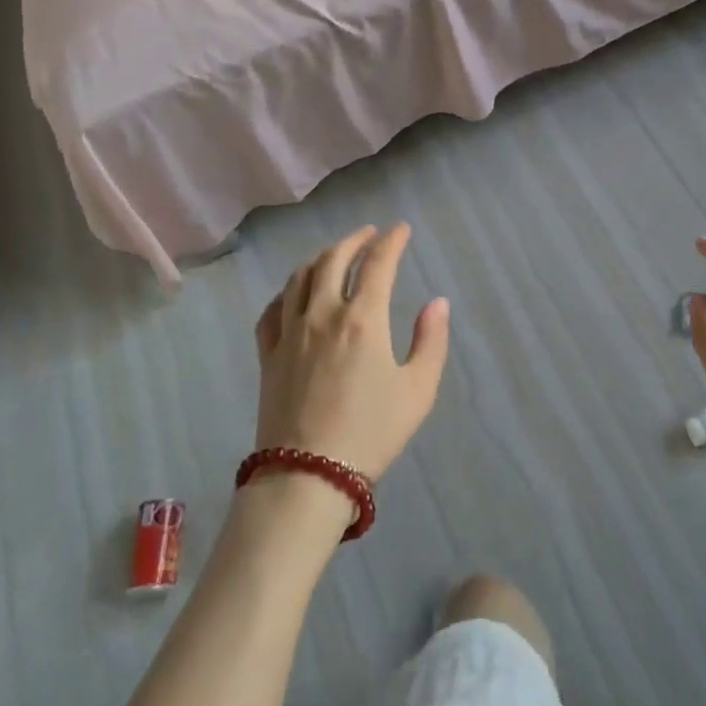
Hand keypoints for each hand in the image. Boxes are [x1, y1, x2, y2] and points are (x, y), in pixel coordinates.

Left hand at [254, 224, 450, 482]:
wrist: (308, 477)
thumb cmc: (371, 433)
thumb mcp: (418, 390)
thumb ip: (430, 341)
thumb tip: (437, 302)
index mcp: (362, 319)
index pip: (377, 263)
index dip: (391, 241)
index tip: (401, 229)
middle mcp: (322, 314)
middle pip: (333, 259)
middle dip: (354, 239)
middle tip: (369, 233)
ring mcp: (290, 333)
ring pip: (299, 277)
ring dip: (320, 257)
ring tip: (334, 253)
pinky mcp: (268, 355)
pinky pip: (272, 310)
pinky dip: (286, 291)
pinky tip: (294, 293)